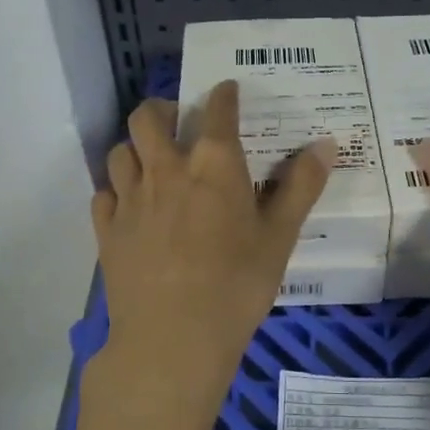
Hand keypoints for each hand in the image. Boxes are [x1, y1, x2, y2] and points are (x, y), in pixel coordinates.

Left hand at [88, 82, 333, 429]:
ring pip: (119, 151)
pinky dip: (116, 189)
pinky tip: (129, 204)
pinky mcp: (106, 230)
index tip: (226, 90)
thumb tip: (326, 143)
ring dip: (135, 147)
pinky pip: (103, 193)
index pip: (216, 111)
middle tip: (177, 121)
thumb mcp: (280, 238)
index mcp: (213, 165)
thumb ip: (301, 187)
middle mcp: (165, 170)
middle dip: (161, 108)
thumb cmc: (236, 286)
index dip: (223, 95)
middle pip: (147, 117)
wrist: (172, 339)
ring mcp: (130, 199)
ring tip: (151, 161)